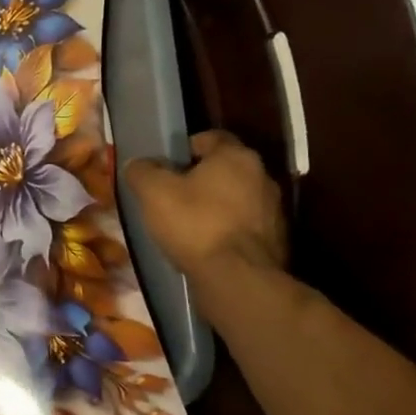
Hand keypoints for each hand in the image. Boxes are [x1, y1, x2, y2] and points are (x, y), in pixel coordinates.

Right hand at [124, 130, 286, 286]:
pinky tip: (208, 246)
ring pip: (238, 198)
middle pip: (226, 168)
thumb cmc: (194, 223)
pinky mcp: (277, 239)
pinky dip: (228, 230)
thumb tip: (138, 164)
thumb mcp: (153, 192)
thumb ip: (142, 171)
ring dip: (217, 205)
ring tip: (190, 224)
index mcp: (235, 156)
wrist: (237, 277)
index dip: (187, 148)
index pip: (212, 137)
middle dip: (202, 178)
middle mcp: (263, 175)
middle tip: (174, 195)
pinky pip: (245, 225)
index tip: (169, 166)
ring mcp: (274, 209)